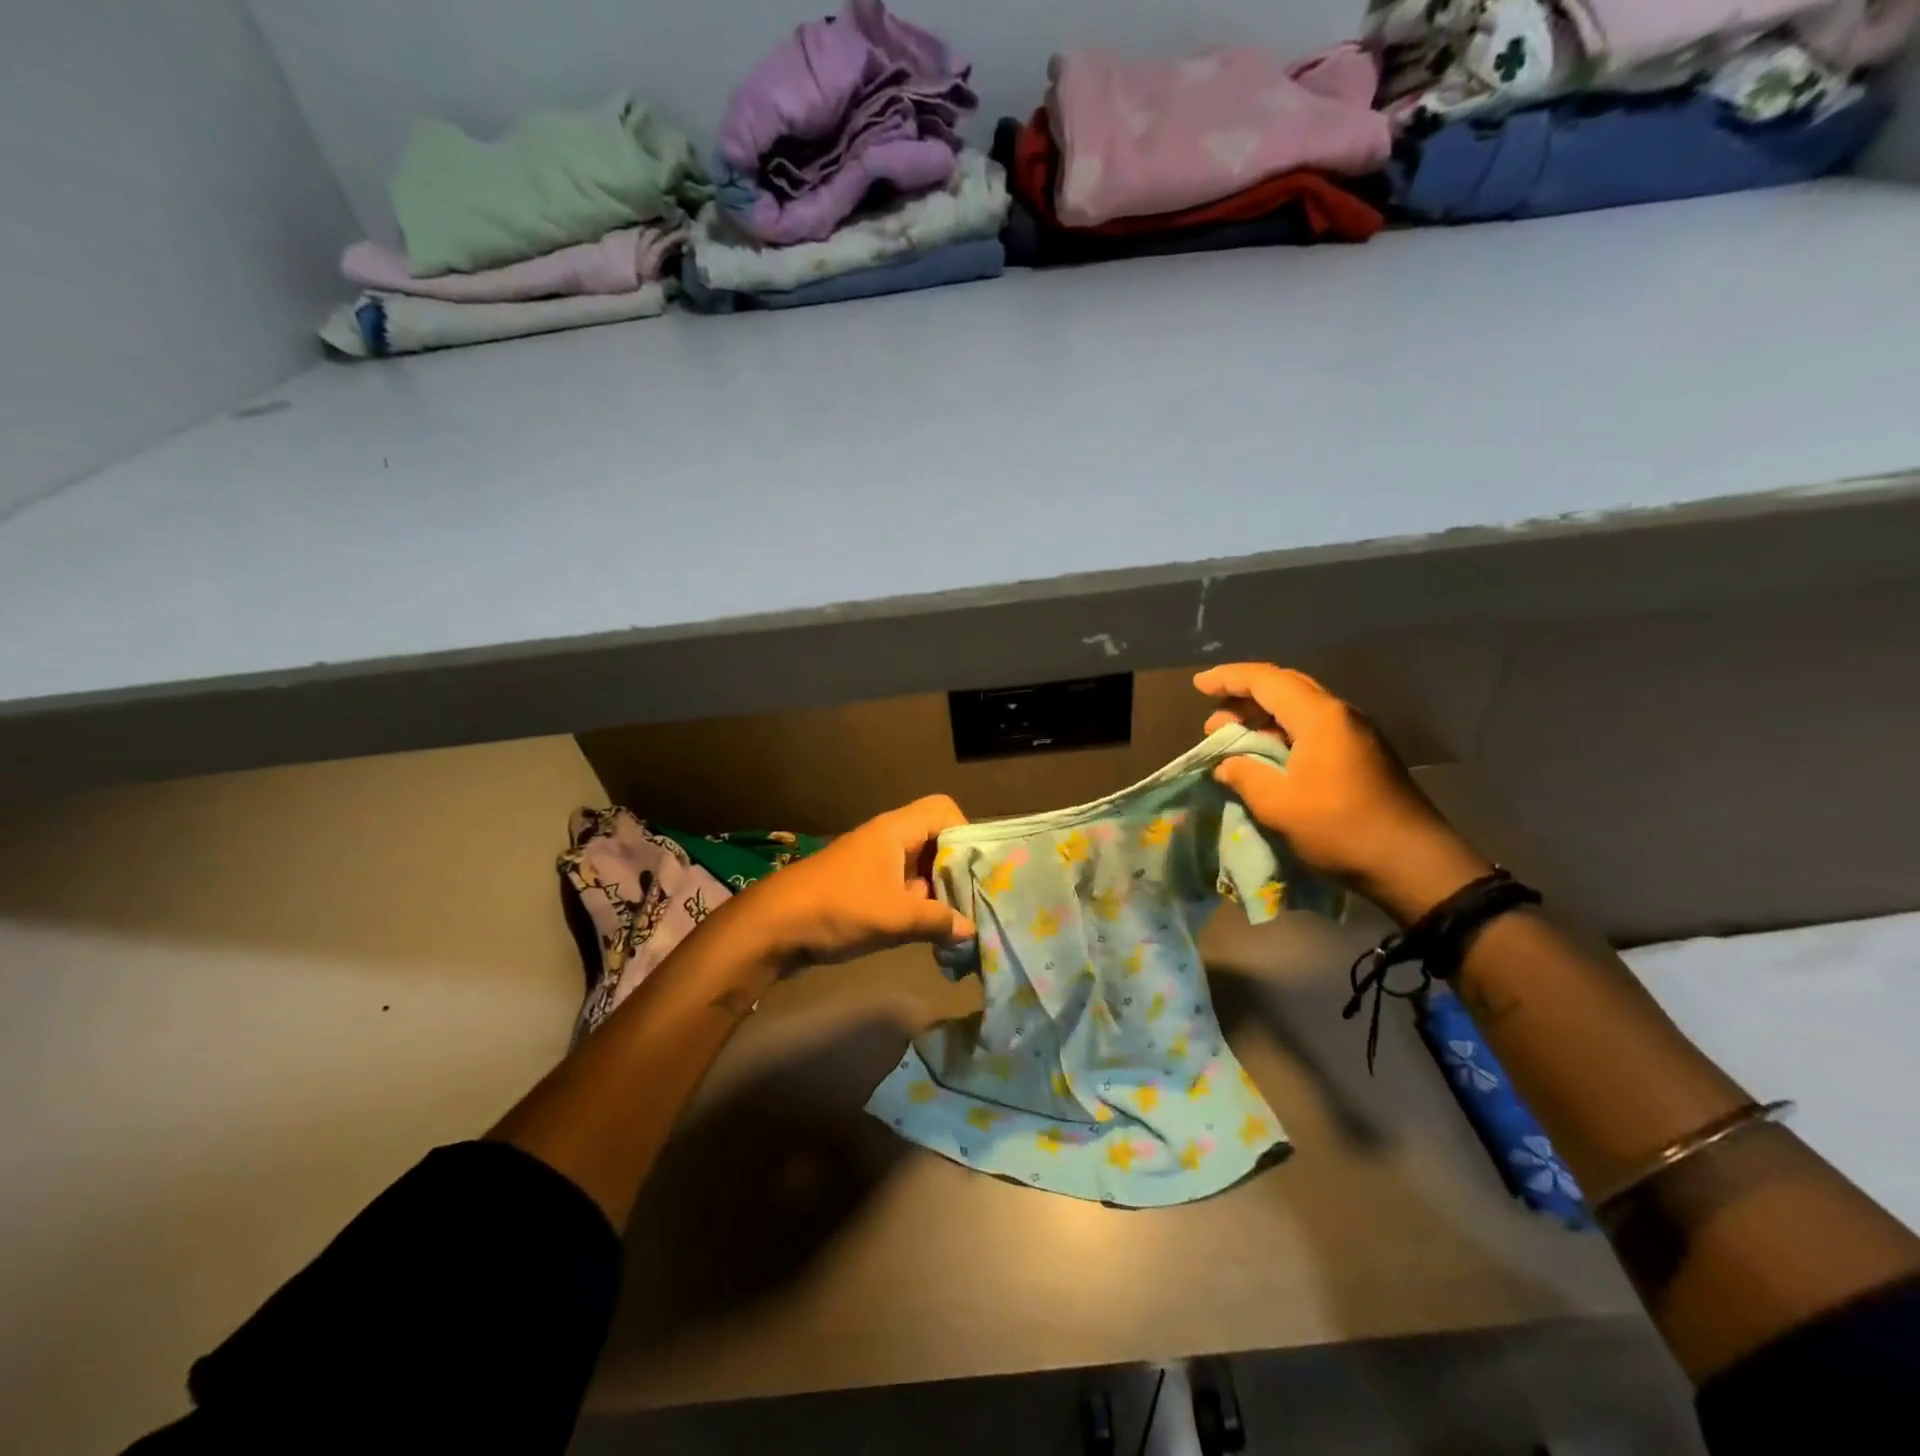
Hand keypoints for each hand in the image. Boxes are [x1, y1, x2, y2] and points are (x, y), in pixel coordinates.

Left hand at [729, 795, 976, 970]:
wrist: (772, 926)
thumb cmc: (837, 909)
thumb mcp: (894, 917)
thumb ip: (937, 921)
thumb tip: (970, 930)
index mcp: (895, 831)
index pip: (943, 811)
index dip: (965, 834)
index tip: (977, 870)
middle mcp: (887, 839)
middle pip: (935, 841)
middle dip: (956, 870)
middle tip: (975, 903)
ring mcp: (873, 863)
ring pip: (919, 868)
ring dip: (938, 892)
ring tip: (958, 924)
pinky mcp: (862, 887)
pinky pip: (902, 887)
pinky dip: (917, 905)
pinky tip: (930, 935)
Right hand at [1196, 663, 1492, 925]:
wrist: (1414, 863)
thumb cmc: (1340, 828)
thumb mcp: (1278, 804)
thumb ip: (1244, 774)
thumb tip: (1227, 763)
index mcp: (1319, 716)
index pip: (1265, 680)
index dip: (1228, 678)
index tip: (1198, 685)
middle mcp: (1340, 714)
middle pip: (1285, 687)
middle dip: (1244, 697)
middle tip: (1214, 722)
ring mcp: (1356, 733)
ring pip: (1300, 708)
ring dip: (1263, 718)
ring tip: (1235, 741)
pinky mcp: (1363, 754)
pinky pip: (1314, 728)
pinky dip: (1283, 733)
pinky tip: (1269, 757)